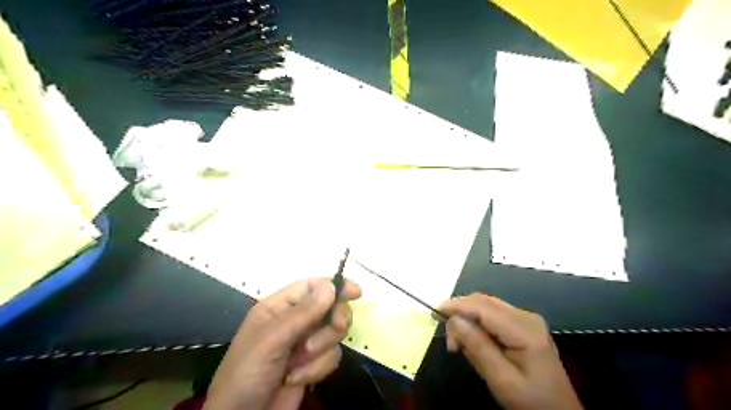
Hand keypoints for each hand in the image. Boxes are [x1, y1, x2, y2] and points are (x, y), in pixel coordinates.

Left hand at [203, 278, 361, 407]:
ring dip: (320, 350)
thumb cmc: (248, 373)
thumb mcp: (271, 340)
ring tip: (297, 363)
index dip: (335, 286)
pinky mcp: (313, 364)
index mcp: (279, 307)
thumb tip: (331, 285)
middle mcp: (295, 321)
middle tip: (337, 327)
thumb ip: (303, 313)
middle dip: (333, 321)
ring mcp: (305, 343)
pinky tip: (296, 379)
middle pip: (330, 308)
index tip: (356, 292)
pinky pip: (332, 356)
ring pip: (333, 334)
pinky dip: (317, 369)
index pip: (312, 286)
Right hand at [438, 292, 582, 409]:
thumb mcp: (501, 380)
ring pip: (486, 306)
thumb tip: (454, 319)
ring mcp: (526, 318)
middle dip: (460, 314)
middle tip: (450, 342)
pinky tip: (473, 340)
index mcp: (524, 328)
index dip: (456, 305)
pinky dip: (477, 323)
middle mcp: (525, 316)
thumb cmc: (531, 401)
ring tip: (459, 344)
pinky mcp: (523, 324)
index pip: (482, 306)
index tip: (433, 313)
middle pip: (483, 302)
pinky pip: (492, 314)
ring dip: (467, 318)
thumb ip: (477, 347)